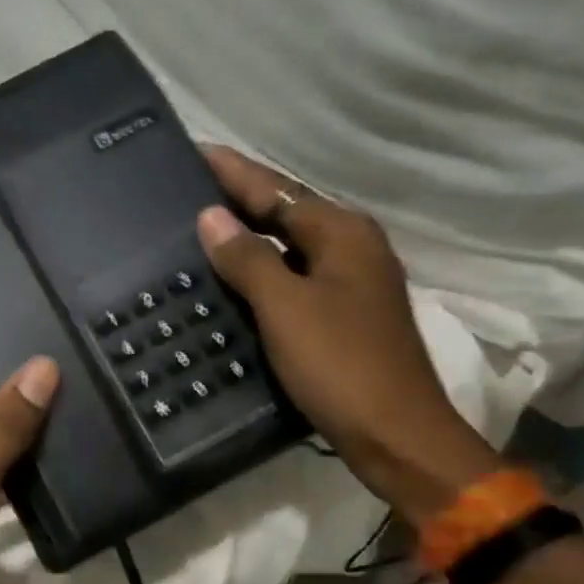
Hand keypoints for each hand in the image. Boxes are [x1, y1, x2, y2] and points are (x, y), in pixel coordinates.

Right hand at [197, 146, 498, 525]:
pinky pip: (295, 285)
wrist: (395, 433)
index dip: (234, 172)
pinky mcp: (345, 320)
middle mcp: (352, 249)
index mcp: (342, 233)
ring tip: (200, 238)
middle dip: (240, 204)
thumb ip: (248, 260)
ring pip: (290, 252)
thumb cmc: (340, 365)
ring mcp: (352, 286)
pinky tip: (234, 289)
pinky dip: (263, 280)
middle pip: (286, 215)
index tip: (195, 150)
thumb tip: (212, 217)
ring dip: (250, 243)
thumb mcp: (287, 308)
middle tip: (188, 194)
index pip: (277, 190)